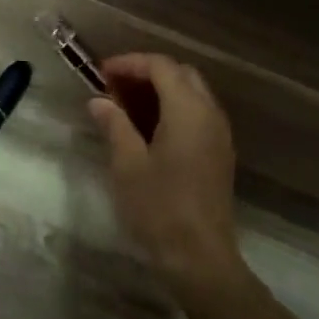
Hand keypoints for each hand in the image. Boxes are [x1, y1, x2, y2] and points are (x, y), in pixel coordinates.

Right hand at [88, 54, 243, 289]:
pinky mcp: (219, 153)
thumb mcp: (127, 164)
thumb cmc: (159, 207)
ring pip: (192, 93)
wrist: (199, 256)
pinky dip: (173, 108)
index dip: (131, 63)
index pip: (162, 66)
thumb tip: (99, 101)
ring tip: (125, 105)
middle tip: (113, 87)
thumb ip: (114, 125)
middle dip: (147, 72)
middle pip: (181, 74)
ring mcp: (219, 134)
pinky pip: (198, 114)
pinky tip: (147, 128)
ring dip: (161, 90)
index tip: (101, 72)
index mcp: (188, 110)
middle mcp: (210, 114)